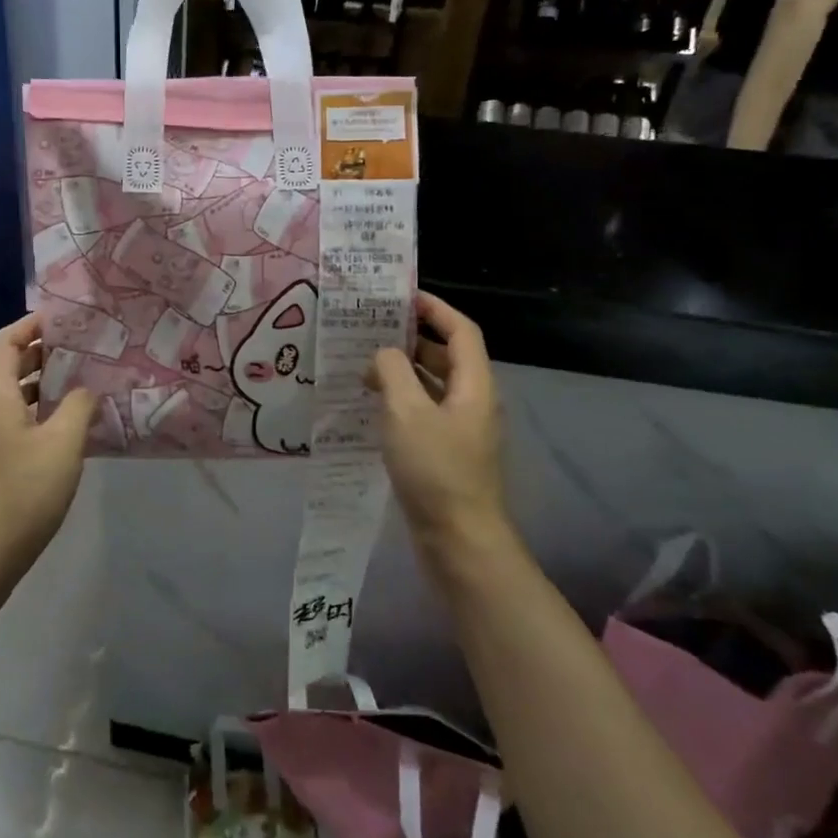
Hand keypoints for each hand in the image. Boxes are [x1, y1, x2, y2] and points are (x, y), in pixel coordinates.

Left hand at [0, 314, 95, 581]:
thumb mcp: (62, 445)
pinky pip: (13, 426)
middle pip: (5, 368)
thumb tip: (86, 390)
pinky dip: (38, 417)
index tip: (63, 320)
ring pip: (11, 400)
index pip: (3, 342)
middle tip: (82, 351)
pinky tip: (66, 432)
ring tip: (82, 386)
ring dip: (42, 388)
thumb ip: (78, 408)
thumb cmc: (20, 492)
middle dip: (41, 355)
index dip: (29, 325)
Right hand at [370, 292, 516, 578]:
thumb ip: (392, 372)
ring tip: (364, 368)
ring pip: (433, 387)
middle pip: (448, 357)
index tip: (402, 297)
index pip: (461, 332)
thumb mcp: (406, 412)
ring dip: (403, 373)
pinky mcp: (447, 454)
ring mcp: (462, 431)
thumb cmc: (435, 470)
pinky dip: (401, 402)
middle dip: (413, 340)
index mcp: (474, 386)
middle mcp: (473, 403)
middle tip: (372, 331)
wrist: (459, 539)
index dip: (435, 309)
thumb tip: (383, 354)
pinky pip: (424, 413)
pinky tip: (373, 408)